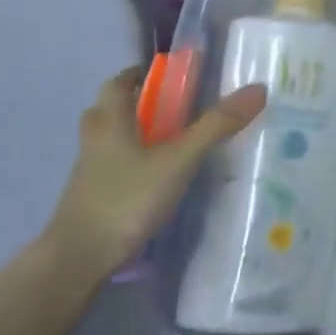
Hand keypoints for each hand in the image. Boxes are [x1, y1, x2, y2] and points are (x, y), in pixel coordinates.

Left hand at [46, 68, 267, 276]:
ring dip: (129, 134)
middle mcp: (95, 142)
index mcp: (111, 122)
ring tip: (165, 142)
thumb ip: (216, 126)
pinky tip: (153, 178)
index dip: (137, 74)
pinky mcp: (89, 201)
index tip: (162, 72)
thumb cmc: (126, 199)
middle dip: (132, 103)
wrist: (77, 261)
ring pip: (106, 142)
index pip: (117, 84)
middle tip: (166, 106)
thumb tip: (258, 88)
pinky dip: (128, 165)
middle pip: (106, 111)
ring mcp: (88, 174)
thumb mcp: (178, 160)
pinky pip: (109, 170)